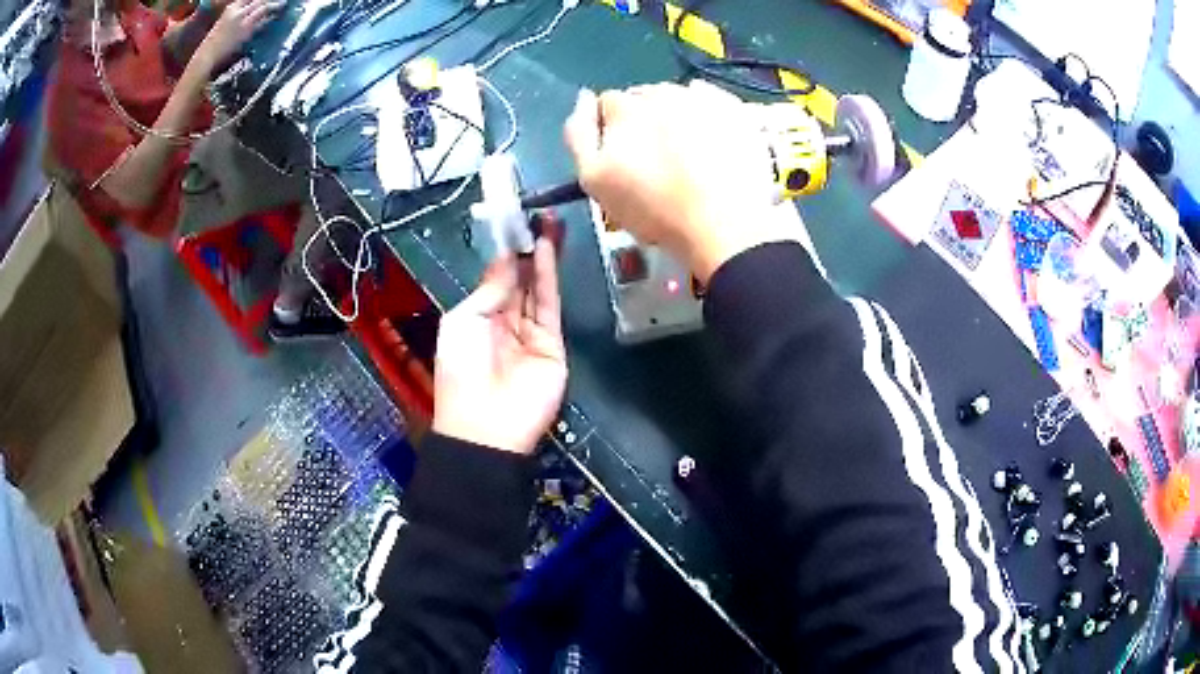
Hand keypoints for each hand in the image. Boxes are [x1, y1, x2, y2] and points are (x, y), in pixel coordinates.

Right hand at [195, 0, 279, 70]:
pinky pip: (262, 22)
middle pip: (260, 0)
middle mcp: (238, 11)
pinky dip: (269, 18)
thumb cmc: (214, 41)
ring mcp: (242, 21)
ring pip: (263, 8)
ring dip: (275, 5)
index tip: (267, 0)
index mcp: (232, 7)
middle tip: (280, 1)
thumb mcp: (226, 21)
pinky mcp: (246, 32)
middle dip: (269, 0)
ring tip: (283, 4)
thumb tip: (254, 11)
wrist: (207, 56)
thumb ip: (239, 13)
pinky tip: (275, 17)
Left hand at [432, 240, 567, 454]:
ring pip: (538, 288)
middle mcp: (505, 323)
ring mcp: (531, 333)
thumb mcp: (462, 322)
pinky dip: (550, 276)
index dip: (505, 254)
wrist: (486, 424)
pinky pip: (550, 304)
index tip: (514, 225)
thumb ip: (488, 291)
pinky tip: (548, 249)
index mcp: (478, 320)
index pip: (496, 281)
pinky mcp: (553, 343)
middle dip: (526, 250)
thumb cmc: (461, 370)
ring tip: (547, 224)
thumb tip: (506, 261)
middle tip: (537, 217)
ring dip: (542, 256)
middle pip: (520, 281)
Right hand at [565, 81, 802, 282]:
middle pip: (643, 97)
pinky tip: (711, 138)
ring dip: (674, 115)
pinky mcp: (735, 109)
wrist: (725, 225)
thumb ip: (578, 133)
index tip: (622, 157)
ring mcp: (703, 98)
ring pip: (677, 97)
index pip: (607, 103)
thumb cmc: (653, 208)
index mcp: (625, 106)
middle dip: (643, 119)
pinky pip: (713, 99)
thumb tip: (584, 98)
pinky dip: (707, 112)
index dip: (610, 129)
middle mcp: (663, 91)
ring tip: (686, 152)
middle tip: (655, 158)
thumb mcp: (594, 179)